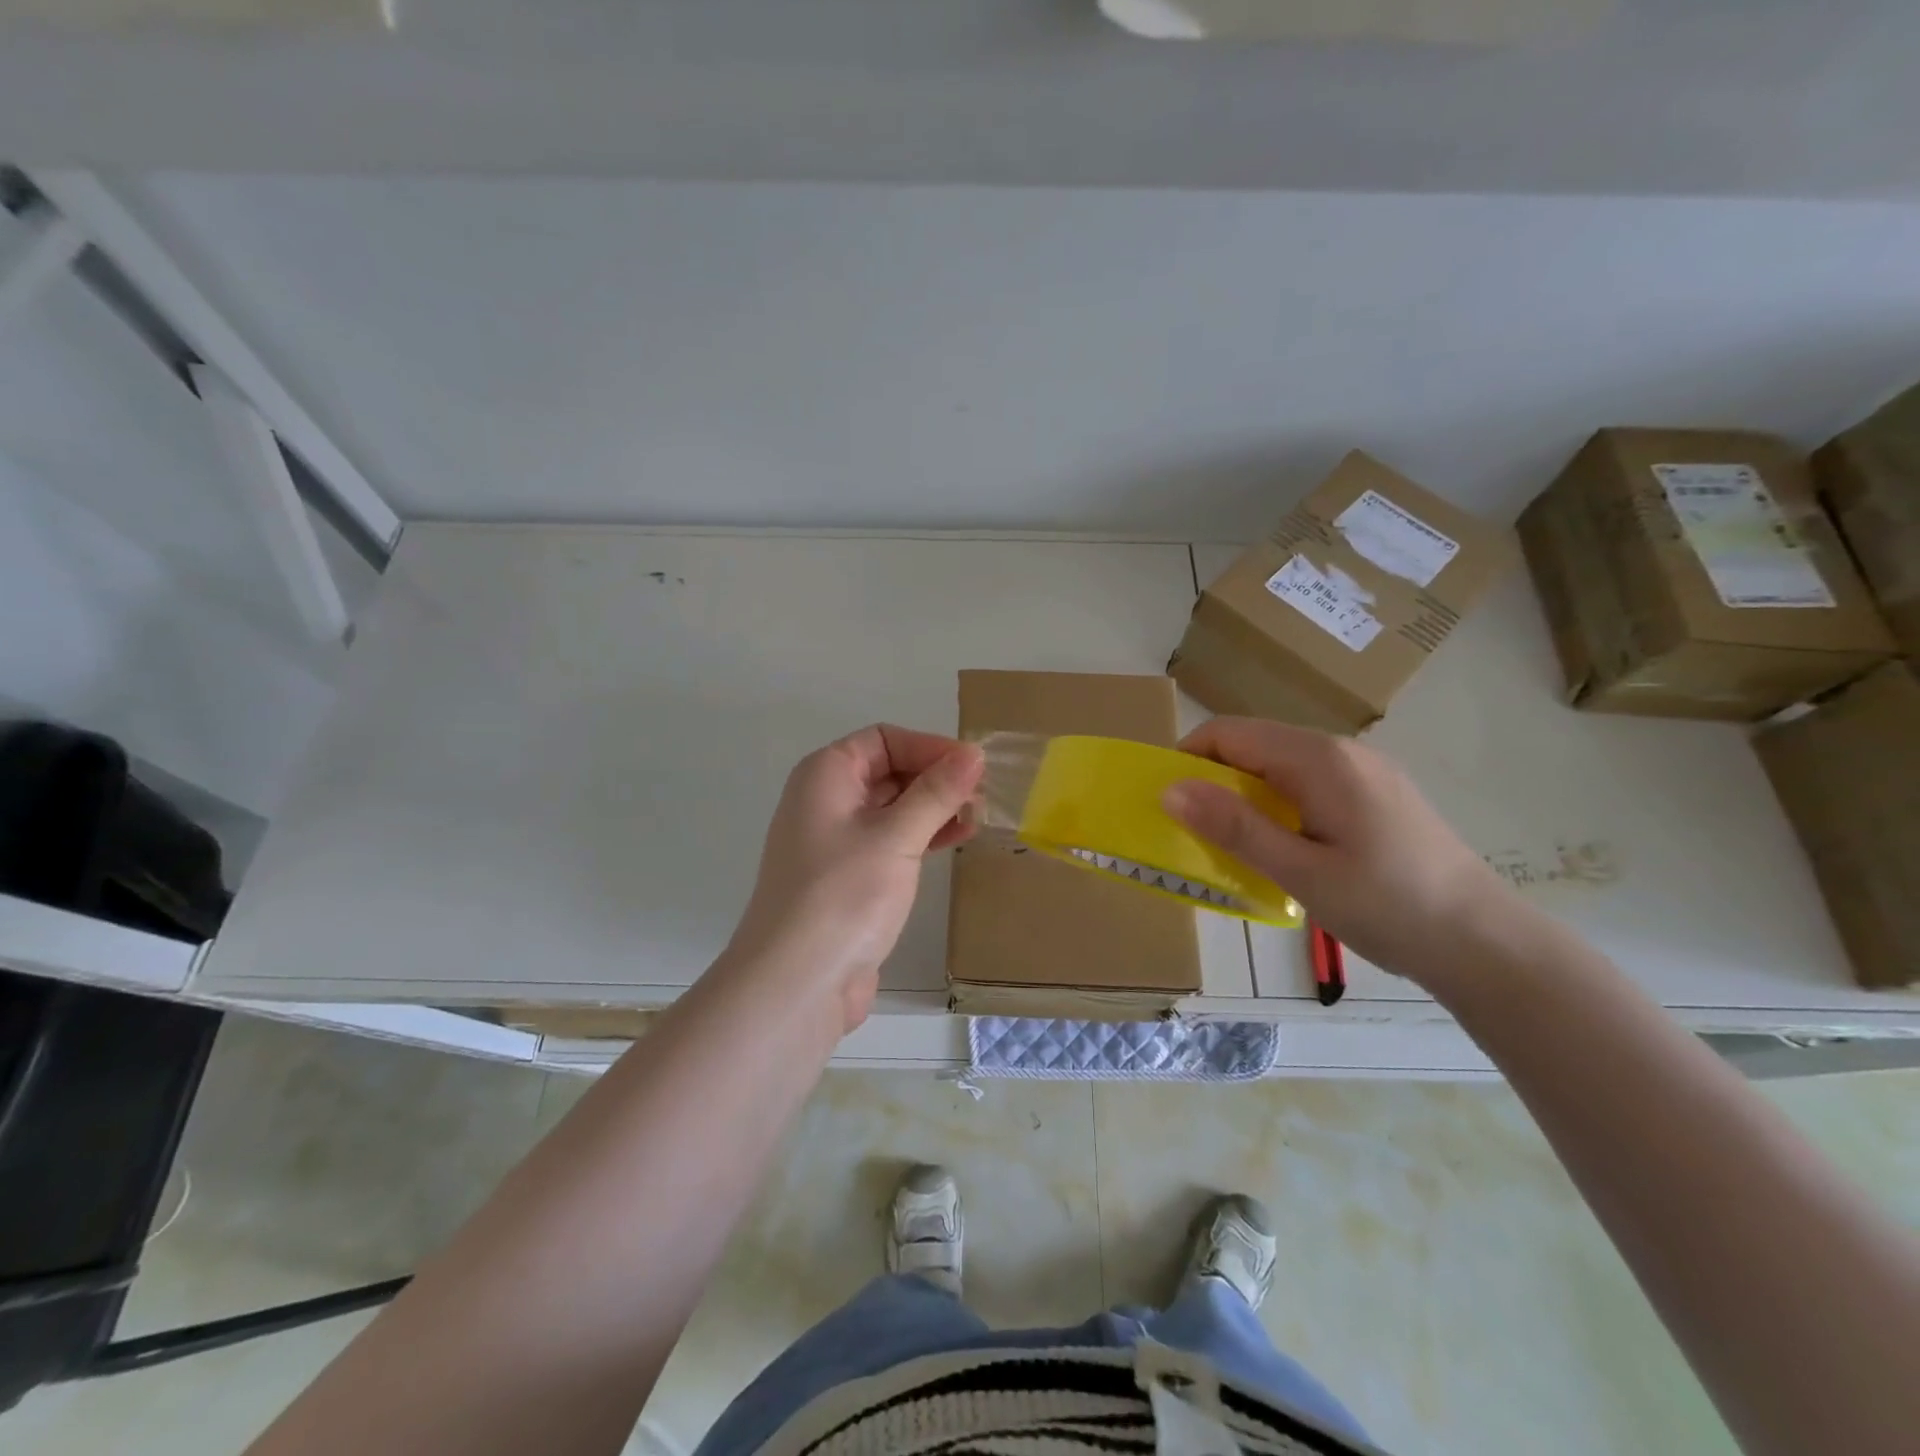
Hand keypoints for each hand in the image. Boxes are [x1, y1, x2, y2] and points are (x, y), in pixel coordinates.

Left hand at [727, 725, 983, 1031]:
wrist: (795, 983)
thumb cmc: (843, 895)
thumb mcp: (896, 837)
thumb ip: (936, 793)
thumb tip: (973, 753)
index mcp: (825, 775)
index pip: (884, 739)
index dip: (930, 747)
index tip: (974, 767)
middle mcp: (825, 800)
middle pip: (888, 771)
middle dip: (935, 778)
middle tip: (982, 796)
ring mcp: (835, 841)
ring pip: (892, 808)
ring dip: (933, 808)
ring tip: (976, 819)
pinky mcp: (848, 877)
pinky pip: (889, 841)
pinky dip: (921, 836)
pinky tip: (953, 842)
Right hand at [1163, 718, 1519, 987]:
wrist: (1486, 942)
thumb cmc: (1389, 907)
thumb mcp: (1301, 872)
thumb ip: (1235, 827)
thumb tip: (1170, 789)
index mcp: (1319, 760)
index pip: (1230, 733)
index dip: (1188, 758)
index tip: (1167, 802)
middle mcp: (1341, 751)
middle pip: (1254, 745)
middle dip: (1213, 779)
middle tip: (1195, 832)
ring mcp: (1364, 771)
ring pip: (1280, 765)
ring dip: (1245, 794)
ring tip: (1234, 845)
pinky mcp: (1377, 794)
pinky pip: (1308, 783)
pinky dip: (1278, 804)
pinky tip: (1285, 848)